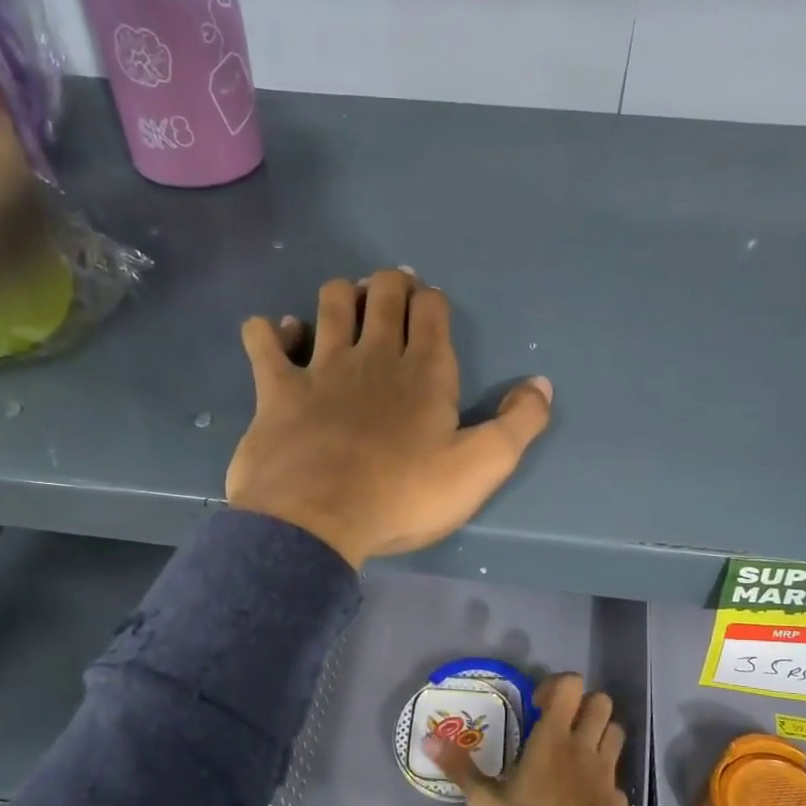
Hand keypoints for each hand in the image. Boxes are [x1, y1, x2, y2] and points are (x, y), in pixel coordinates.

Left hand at [227, 269, 552, 567]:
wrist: (317, 522)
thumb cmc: (404, 497)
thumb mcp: (481, 468)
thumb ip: (519, 424)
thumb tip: (541, 383)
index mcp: (424, 371)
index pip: (431, 309)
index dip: (432, 300)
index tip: (430, 308)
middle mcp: (373, 355)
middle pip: (383, 292)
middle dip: (391, 284)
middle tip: (392, 296)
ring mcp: (320, 367)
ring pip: (331, 302)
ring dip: (341, 295)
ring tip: (347, 309)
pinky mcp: (277, 389)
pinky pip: (264, 341)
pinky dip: (270, 331)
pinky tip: (278, 335)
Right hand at [424, 674, 628, 805]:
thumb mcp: (485, 803)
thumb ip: (460, 768)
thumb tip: (429, 740)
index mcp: (554, 740)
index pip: (571, 686)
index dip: (556, 686)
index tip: (537, 706)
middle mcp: (585, 748)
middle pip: (602, 702)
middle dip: (583, 705)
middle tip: (560, 725)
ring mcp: (607, 774)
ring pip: (616, 732)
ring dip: (600, 734)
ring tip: (576, 753)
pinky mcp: (619, 800)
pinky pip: (616, 775)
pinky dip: (604, 776)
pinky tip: (585, 795)